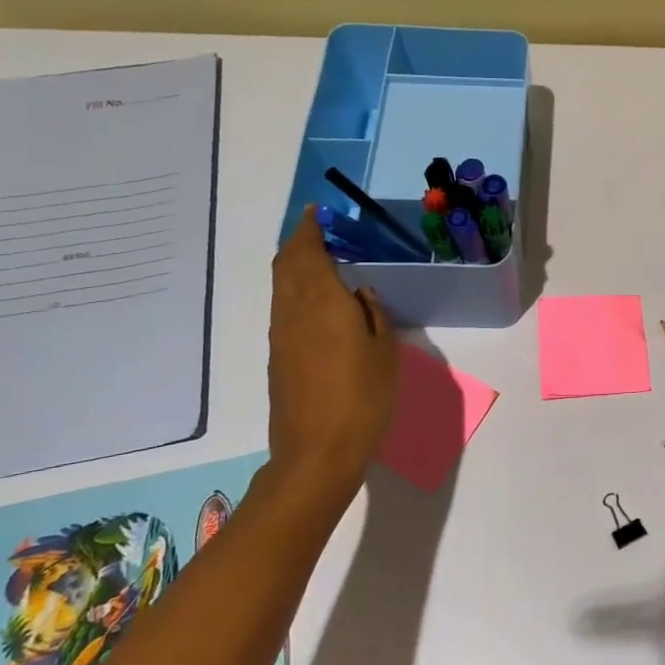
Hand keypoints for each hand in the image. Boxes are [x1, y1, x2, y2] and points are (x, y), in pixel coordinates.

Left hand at [264, 207, 398, 498]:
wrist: (317, 452)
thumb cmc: (362, 397)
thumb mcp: (385, 351)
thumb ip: (373, 313)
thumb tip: (360, 292)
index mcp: (321, 302)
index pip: (306, 251)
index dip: (309, 228)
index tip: (318, 212)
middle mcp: (293, 311)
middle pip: (285, 264)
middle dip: (298, 242)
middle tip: (320, 230)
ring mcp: (281, 335)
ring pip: (281, 286)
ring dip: (294, 265)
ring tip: (319, 258)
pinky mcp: (279, 357)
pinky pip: (283, 307)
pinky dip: (295, 289)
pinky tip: (317, 300)